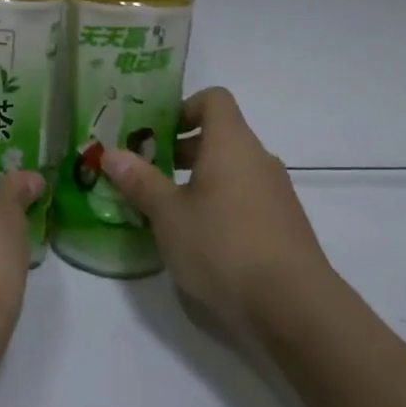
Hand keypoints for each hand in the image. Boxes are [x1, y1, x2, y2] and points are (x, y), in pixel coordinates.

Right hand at [100, 87, 331, 344]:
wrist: (294, 307)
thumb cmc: (222, 245)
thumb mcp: (168, 213)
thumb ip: (139, 180)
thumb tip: (111, 153)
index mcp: (231, 143)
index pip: (213, 99)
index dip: (183, 107)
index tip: (156, 133)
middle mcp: (258, 159)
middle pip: (220, 136)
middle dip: (181, 150)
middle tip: (147, 172)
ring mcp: (276, 193)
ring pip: (232, 170)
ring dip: (199, 180)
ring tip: (167, 210)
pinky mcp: (284, 225)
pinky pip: (246, 198)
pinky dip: (220, 204)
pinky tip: (200, 239)